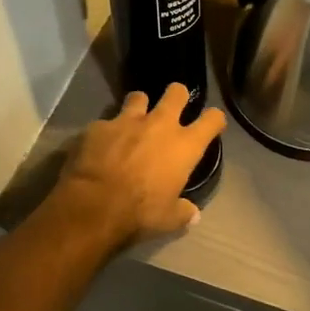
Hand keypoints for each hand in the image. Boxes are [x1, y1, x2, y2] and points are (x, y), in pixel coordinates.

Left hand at [54, 84, 226, 243]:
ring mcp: (127, 120)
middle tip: (172, 108)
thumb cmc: (141, 211)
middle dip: (177, 96)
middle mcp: (160, 124)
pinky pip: (106, 121)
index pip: (212, 119)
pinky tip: (101, 144)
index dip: (214, 119)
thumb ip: (183, 212)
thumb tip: (193, 215)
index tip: (212, 124)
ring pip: (139, 96)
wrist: (95, 204)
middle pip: (176, 92)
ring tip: (134, 120)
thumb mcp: (168, 218)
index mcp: (184, 145)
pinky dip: (106, 131)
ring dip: (139, 106)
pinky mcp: (99, 126)